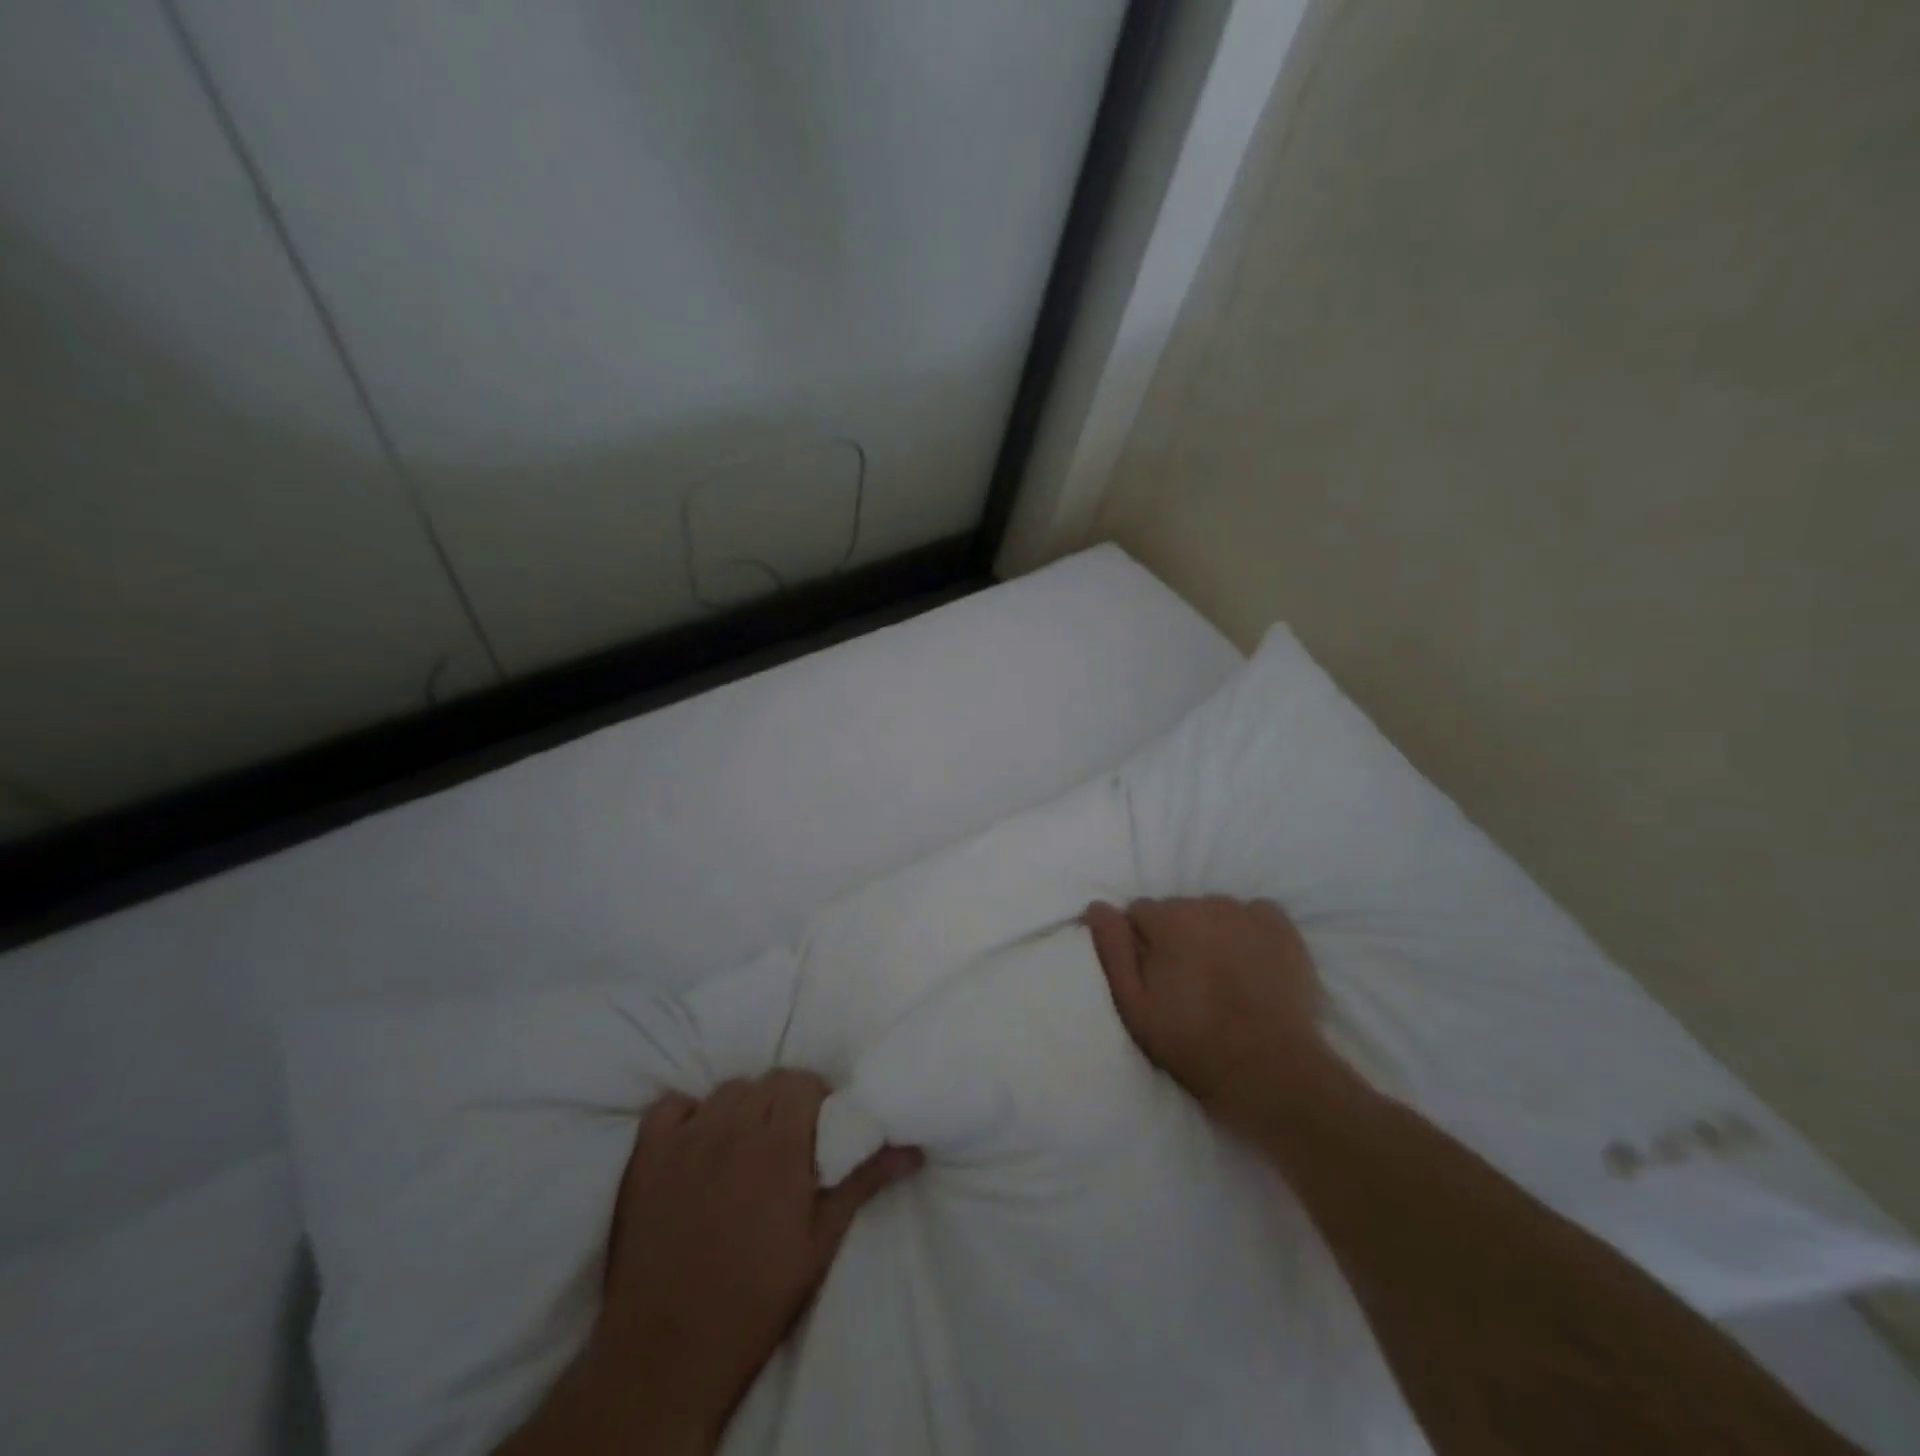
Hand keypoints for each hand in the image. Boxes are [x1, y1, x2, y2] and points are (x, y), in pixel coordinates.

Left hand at [589, 1072, 920, 1448]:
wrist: (668, 1353)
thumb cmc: (757, 1298)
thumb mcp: (821, 1242)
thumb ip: (863, 1181)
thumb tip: (913, 1149)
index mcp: (779, 1145)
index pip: (803, 1082)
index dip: (817, 1098)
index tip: (820, 1128)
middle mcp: (733, 1128)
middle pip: (768, 1082)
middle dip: (785, 1101)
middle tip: (788, 1140)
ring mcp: (685, 1139)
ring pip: (727, 1091)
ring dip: (743, 1107)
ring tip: (745, 1146)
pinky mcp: (646, 1156)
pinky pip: (670, 1107)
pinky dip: (687, 1115)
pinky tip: (696, 1144)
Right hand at [1085, 896, 1334, 1128]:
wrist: (1269, 1069)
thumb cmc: (1192, 1042)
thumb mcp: (1134, 1005)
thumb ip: (1112, 950)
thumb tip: (1097, 906)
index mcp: (1167, 919)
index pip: (1139, 912)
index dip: (1141, 943)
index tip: (1152, 975)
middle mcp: (1206, 904)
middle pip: (1178, 909)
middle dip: (1176, 936)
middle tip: (1187, 980)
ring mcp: (1248, 914)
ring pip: (1215, 912)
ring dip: (1211, 932)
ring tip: (1222, 974)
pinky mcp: (1282, 927)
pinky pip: (1255, 914)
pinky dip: (1249, 930)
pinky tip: (1252, 961)